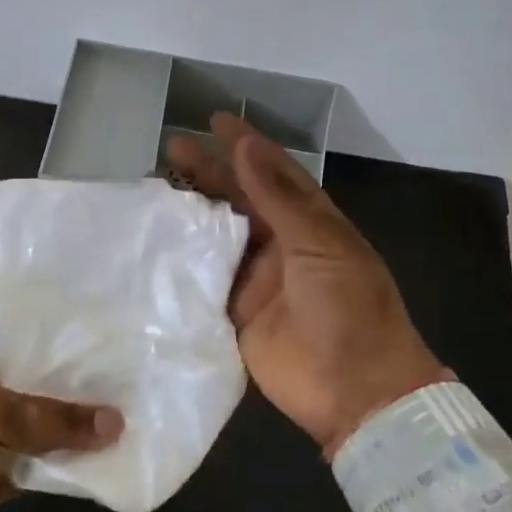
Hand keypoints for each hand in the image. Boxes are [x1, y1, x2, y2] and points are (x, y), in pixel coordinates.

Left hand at [0, 333, 123, 511]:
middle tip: (137, 370)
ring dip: (81, 423)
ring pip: (48, 420)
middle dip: (83, 381)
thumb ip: (57, 418)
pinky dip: (71, 459)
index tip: (113, 331)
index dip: (67, 334)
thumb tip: (117, 422)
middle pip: (43, 379)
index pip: (28, 334)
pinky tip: (111, 453)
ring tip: (137, 409)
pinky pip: (45, 458)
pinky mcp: (3, 468)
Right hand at [166, 112, 448, 457]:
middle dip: (209, 173)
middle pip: (240, 201)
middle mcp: (282, 245)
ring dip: (192, 213)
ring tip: (156, 187)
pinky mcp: (236, 313)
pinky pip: (208, 280)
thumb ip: (277, 198)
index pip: (274, 173)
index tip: (216, 122)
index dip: (246, 146)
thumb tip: (247, 147)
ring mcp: (257, 280)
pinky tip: (158, 241)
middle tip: (171, 147)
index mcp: (311, 224)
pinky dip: (186, 262)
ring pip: (219, 237)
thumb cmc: (349, 308)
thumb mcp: (319, 245)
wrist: (355, 390)